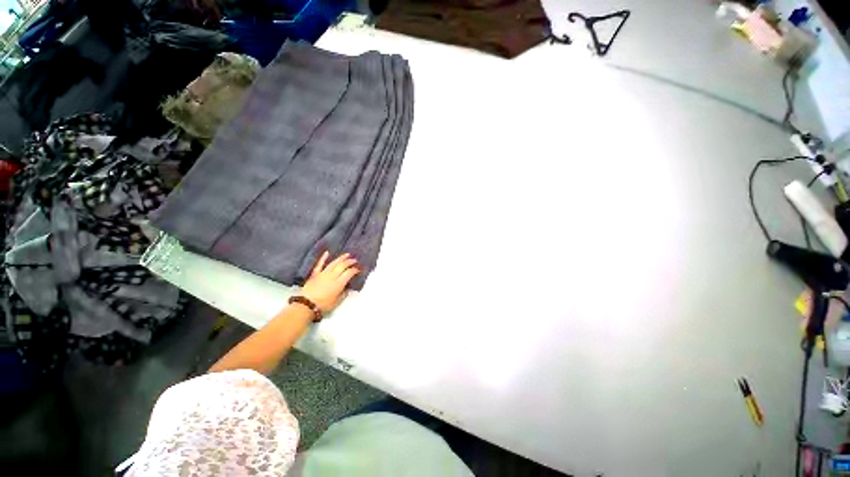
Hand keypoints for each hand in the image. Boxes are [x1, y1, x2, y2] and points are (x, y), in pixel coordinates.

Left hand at [299, 251, 359, 313]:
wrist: (305, 305)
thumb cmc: (323, 305)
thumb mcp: (337, 302)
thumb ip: (344, 294)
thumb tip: (348, 288)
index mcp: (339, 283)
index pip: (349, 273)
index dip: (355, 270)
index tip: (358, 269)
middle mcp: (332, 276)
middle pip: (342, 266)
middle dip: (350, 262)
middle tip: (355, 260)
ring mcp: (323, 274)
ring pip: (334, 263)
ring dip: (341, 258)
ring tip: (347, 254)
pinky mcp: (315, 274)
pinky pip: (320, 264)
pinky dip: (323, 258)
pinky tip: (327, 252)